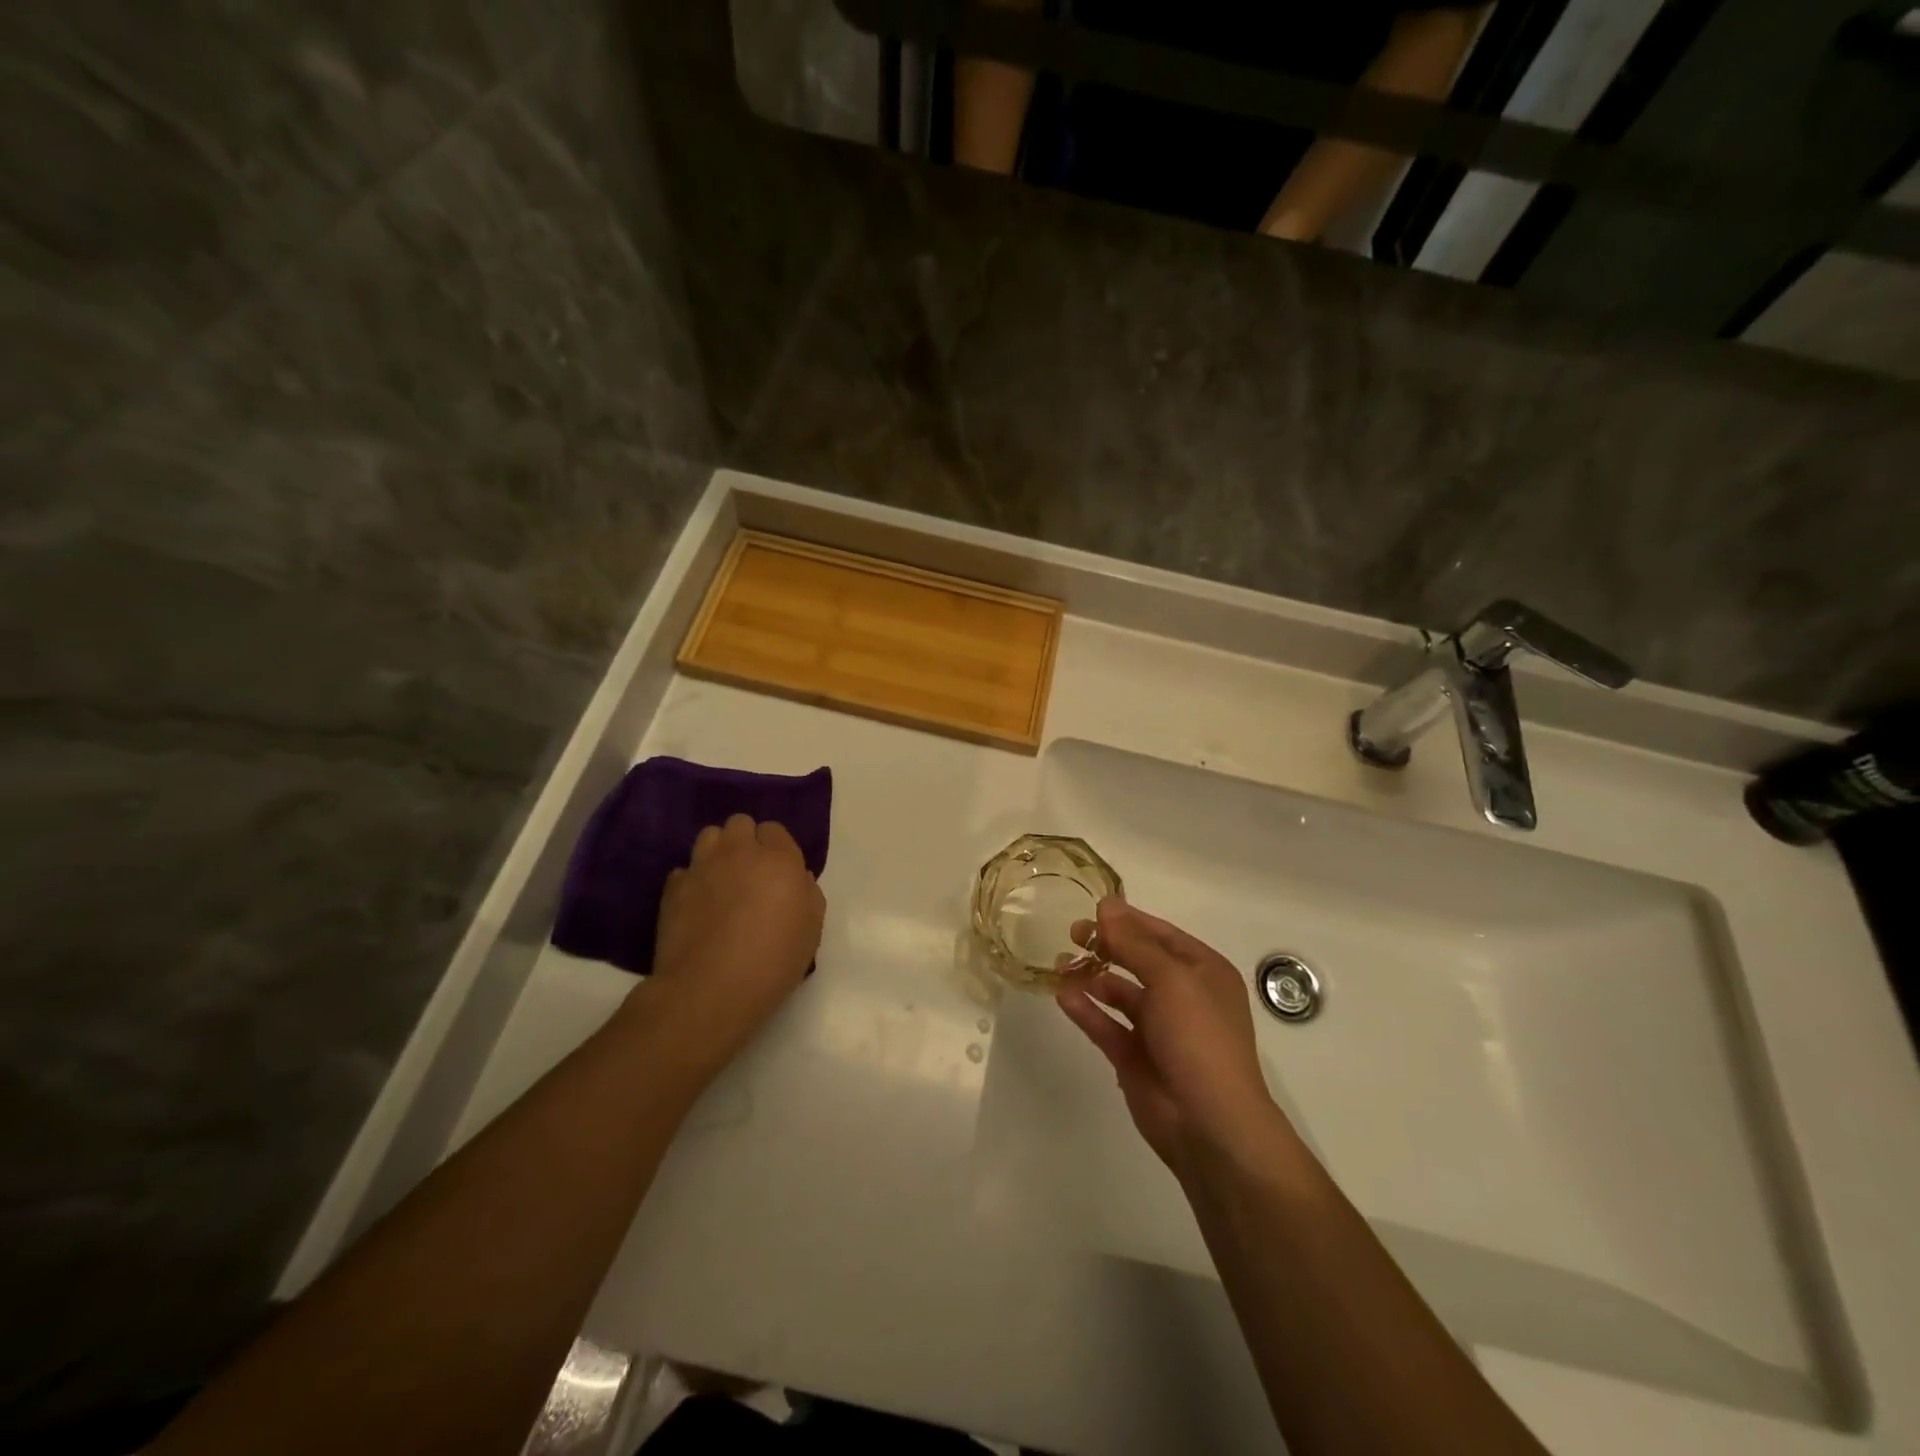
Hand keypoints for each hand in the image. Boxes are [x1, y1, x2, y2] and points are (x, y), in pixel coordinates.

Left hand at [643, 814, 825, 1071]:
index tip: (779, 874)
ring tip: (721, 880)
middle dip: (746, 841)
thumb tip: (797, 879)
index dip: (777, 849)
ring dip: (718, 851)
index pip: (775, 830)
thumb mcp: (812, 929)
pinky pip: (684, 870)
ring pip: (709, 836)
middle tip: (751, 873)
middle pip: (740, 823)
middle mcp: (739, 852)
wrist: (711, 988)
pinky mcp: (673, 888)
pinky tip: (698, 905)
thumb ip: (807, 893)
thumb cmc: (774, 960)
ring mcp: (702, 867)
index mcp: (779, 858)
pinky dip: (692, 881)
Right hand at [1058, 898, 1284, 1175]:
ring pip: (1120, 993)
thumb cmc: (1198, 1037)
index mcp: (1203, 972)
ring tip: (1061, 964)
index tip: (1092, 909)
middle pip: (1138, 961)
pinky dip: (1086, 1010)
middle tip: (1072, 934)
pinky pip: (1106, 1025)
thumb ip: (1133, 942)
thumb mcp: (1170, 979)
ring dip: (1092, 977)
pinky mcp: (1135, 1058)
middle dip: (1107, 946)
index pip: (1161, 935)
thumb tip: (1106, 905)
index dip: (1128, 920)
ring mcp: (1158, 1029)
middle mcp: (1183, 996)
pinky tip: (1063, 996)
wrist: (1209, 1123)